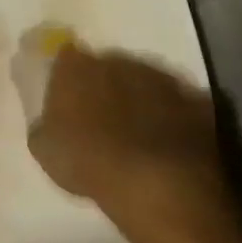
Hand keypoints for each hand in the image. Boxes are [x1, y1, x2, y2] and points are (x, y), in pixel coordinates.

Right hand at [16, 28, 234, 237]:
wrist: (156, 185)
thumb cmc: (88, 163)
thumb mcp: (45, 148)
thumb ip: (45, 123)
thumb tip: (50, 119)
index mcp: (77, 66)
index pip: (66, 56)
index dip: (68, 76)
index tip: (67, 97)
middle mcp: (119, 60)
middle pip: (109, 66)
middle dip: (106, 85)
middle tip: (103, 116)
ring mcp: (161, 78)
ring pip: (146, 81)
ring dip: (141, 98)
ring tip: (139, 132)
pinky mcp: (197, 101)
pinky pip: (181, 104)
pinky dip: (175, 117)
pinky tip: (170, 142)